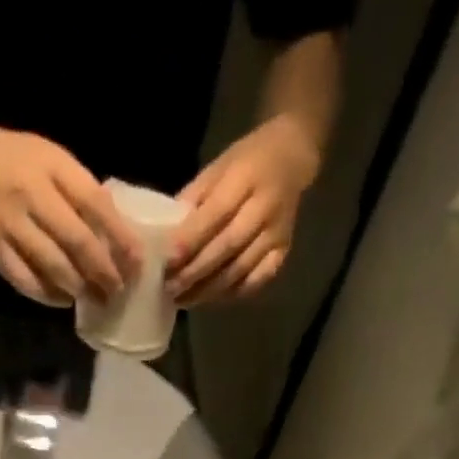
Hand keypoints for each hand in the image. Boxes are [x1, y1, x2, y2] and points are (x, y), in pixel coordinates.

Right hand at [0, 113, 141, 305]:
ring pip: (54, 266)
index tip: (138, 264)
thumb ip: (76, 190)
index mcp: (52, 167)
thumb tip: (112, 231)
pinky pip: (27, 280)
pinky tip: (63, 300)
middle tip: (118, 292)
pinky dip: (49, 295)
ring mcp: (10, 223)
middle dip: (104, 273)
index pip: (97, 206)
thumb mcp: (46, 157)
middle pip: (78, 243)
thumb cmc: (5, 156)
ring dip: (79, 288)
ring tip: (95, 300)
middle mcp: (33, 194)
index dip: (121, 239)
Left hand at [168, 114, 320, 305]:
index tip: (166, 261)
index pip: (214, 215)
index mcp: (245, 178)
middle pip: (227, 247)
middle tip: (170, 289)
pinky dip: (233, 293)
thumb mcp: (217, 168)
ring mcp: (277, 233)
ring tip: (184, 300)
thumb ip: (194, 199)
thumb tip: (166, 234)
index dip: (190, 241)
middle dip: (196, 272)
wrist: (291, 158)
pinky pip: (257, 280)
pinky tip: (212, 298)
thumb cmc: (245, 162)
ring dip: (210, 289)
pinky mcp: (284, 251)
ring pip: (241, 269)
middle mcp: (265, 207)